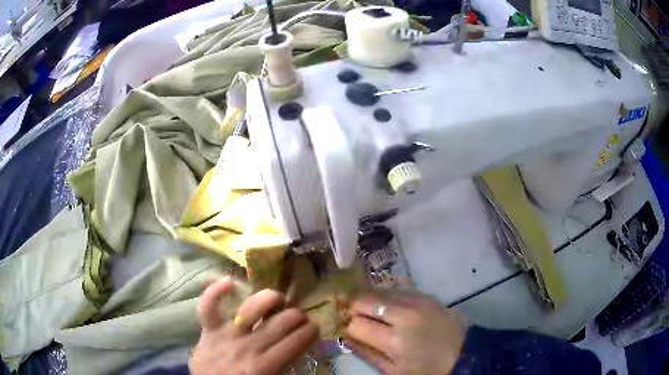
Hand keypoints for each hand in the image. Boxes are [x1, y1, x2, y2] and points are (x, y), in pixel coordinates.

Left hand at [189, 277, 318, 374]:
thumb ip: (285, 368)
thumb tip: (300, 350)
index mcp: (265, 366)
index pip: (295, 342)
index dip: (309, 332)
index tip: (315, 328)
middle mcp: (248, 347)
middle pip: (278, 324)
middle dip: (296, 316)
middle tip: (301, 315)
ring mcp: (226, 335)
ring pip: (250, 310)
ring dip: (269, 300)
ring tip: (279, 298)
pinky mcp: (208, 330)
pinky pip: (208, 308)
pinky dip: (215, 292)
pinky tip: (229, 281)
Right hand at [343, 291, 465, 374]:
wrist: (460, 354)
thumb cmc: (424, 369)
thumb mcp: (392, 371)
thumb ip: (366, 353)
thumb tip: (345, 337)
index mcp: (394, 341)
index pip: (356, 324)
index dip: (347, 327)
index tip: (347, 330)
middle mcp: (404, 316)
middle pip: (365, 300)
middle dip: (354, 308)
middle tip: (353, 316)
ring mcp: (416, 302)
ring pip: (379, 291)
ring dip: (369, 300)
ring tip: (368, 310)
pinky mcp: (425, 295)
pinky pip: (397, 288)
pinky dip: (385, 296)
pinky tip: (386, 305)